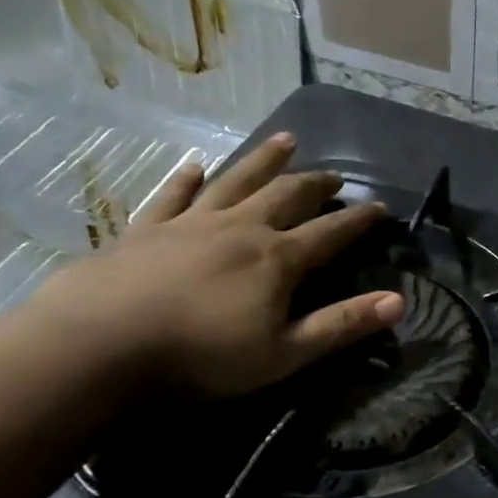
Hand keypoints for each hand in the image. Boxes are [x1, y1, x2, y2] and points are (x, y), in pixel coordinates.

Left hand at [31, 133, 403, 395]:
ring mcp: (190, 224)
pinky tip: (196, 165)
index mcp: (277, 258)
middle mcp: (240, 228)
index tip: (380, 207)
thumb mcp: (284, 353)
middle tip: (336, 174)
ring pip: (237, 181)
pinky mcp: (145, 229)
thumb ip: (342, 325)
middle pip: (287, 196)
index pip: (331, 232)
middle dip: (316, 183)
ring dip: (264, 160)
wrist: (97, 346)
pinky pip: (173, 195)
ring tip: (285, 140)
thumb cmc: (200, 357)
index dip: (359, 220)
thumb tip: (400, 302)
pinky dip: (188, 179)